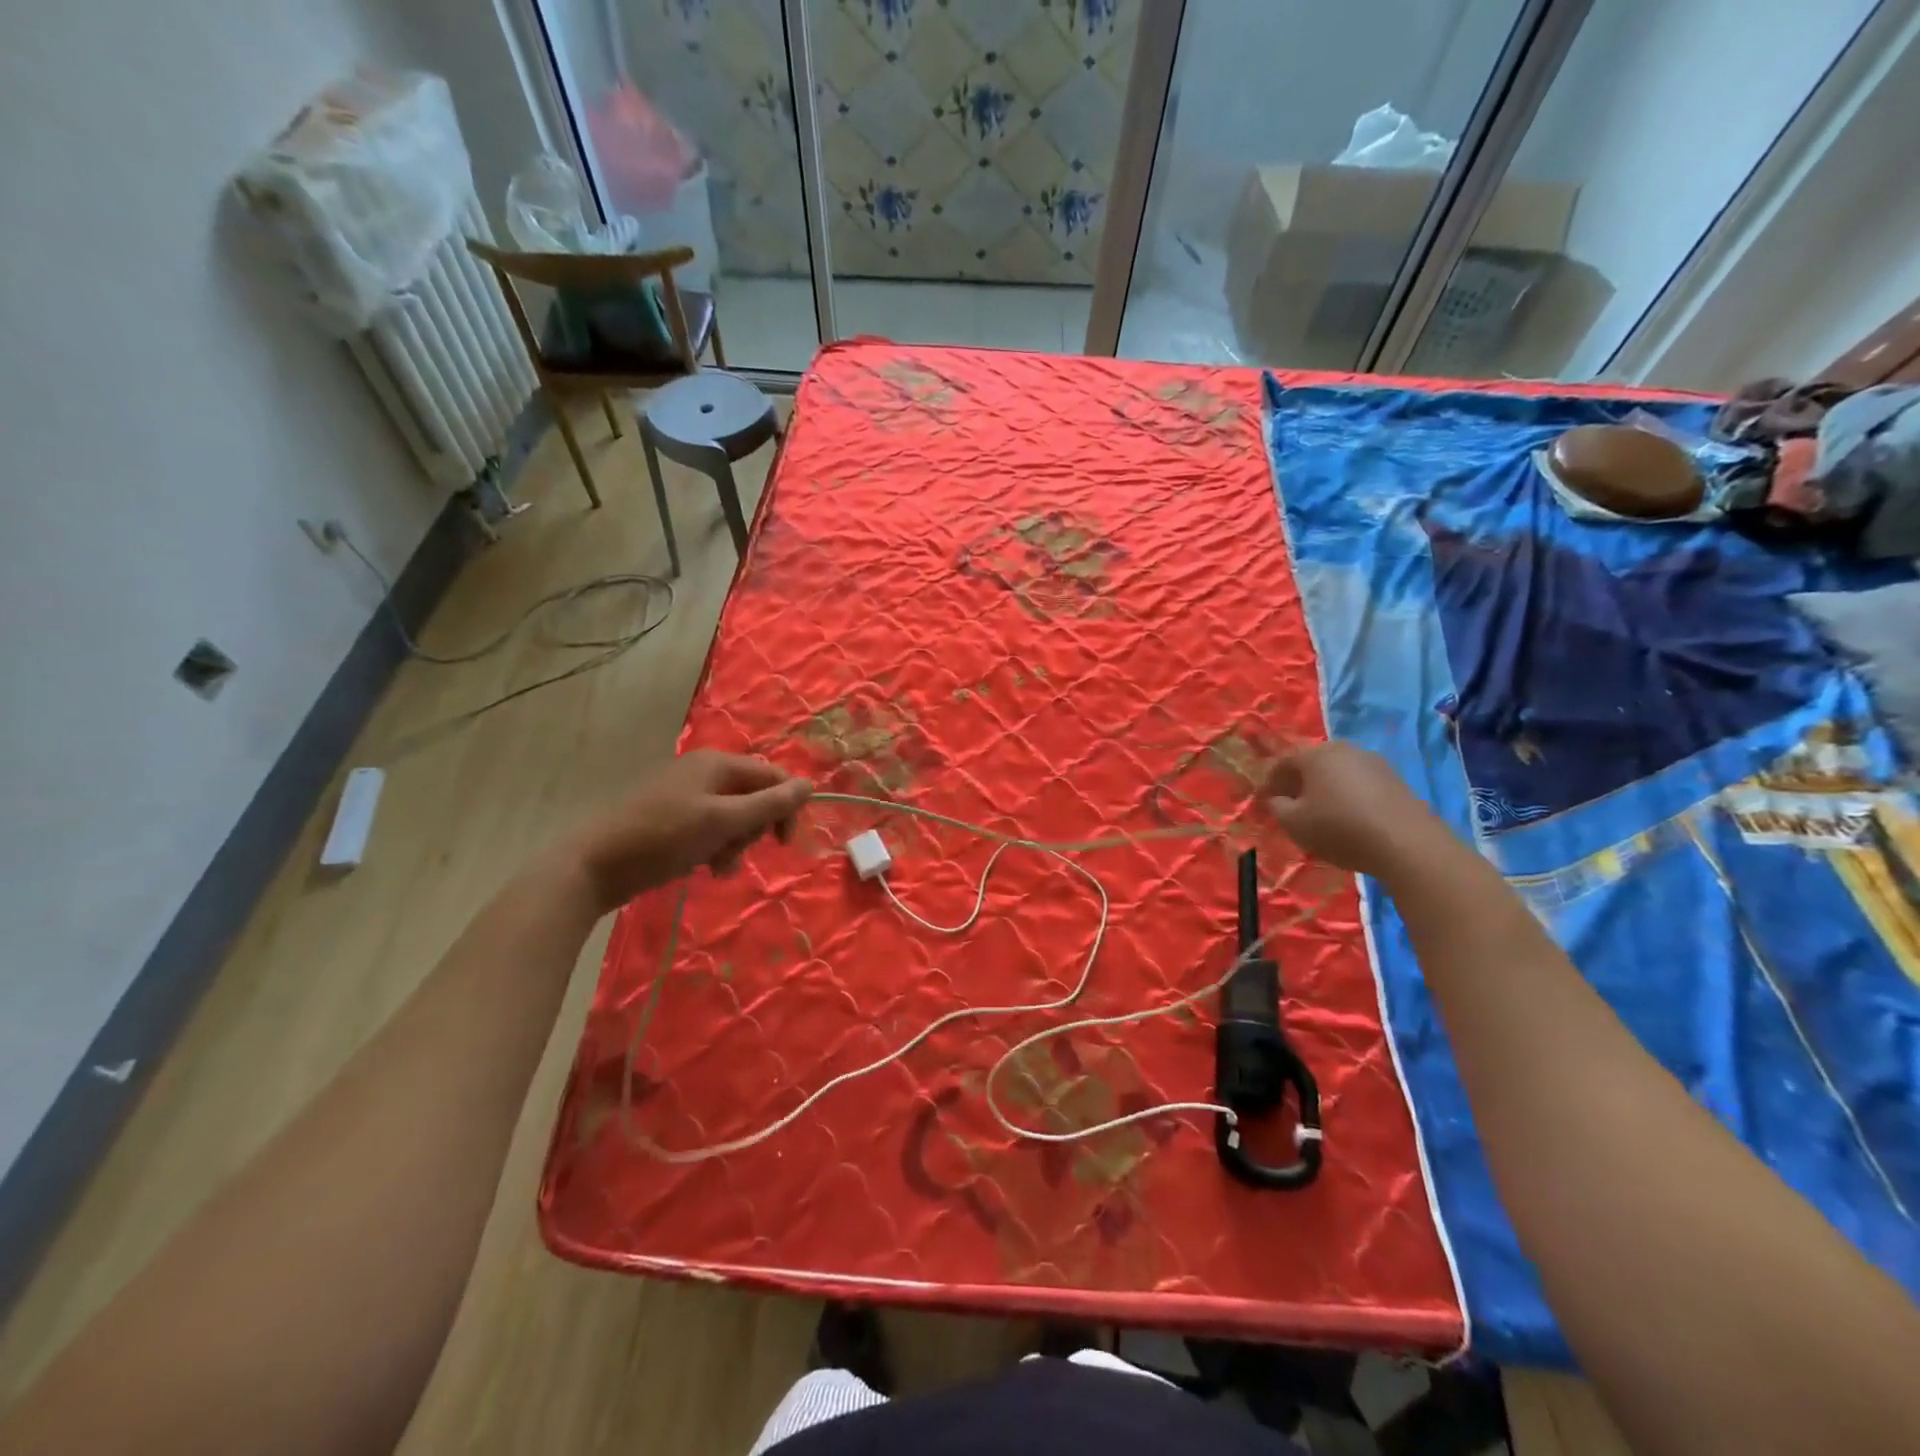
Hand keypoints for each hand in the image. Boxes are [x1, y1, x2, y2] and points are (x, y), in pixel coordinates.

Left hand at [567, 751, 812, 911]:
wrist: (593, 865)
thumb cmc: (662, 838)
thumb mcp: (721, 821)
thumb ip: (768, 804)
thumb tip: (810, 784)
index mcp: (718, 763)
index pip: (773, 777)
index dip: (786, 807)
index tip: (783, 844)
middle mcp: (705, 772)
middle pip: (754, 796)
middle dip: (754, 828)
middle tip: (736, 851)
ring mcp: (687, 795)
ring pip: (734, 817)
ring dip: (735, 843)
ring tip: (718, 866)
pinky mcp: (673, 819)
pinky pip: (711, 828)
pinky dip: (716, 847)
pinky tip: (706, 868)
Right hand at [1263, 741, 1441, 877]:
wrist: (1407, 844)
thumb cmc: (1339, 828)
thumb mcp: (1294, 823)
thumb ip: (1277, 806)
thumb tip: (1277, 798)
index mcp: (1316, 754)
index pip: (1283, 761)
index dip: (1270, 780)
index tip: (1264, 800)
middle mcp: (1344, 749)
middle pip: (1312, 762)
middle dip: (1298, 781)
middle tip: (1290, 804)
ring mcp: (1373, 762)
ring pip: (1337, 771)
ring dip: (1324, 787)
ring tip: (1320, 812)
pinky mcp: (1395, 779)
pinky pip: (1359, 782)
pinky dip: (1347, 794)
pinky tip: (1348, 816)